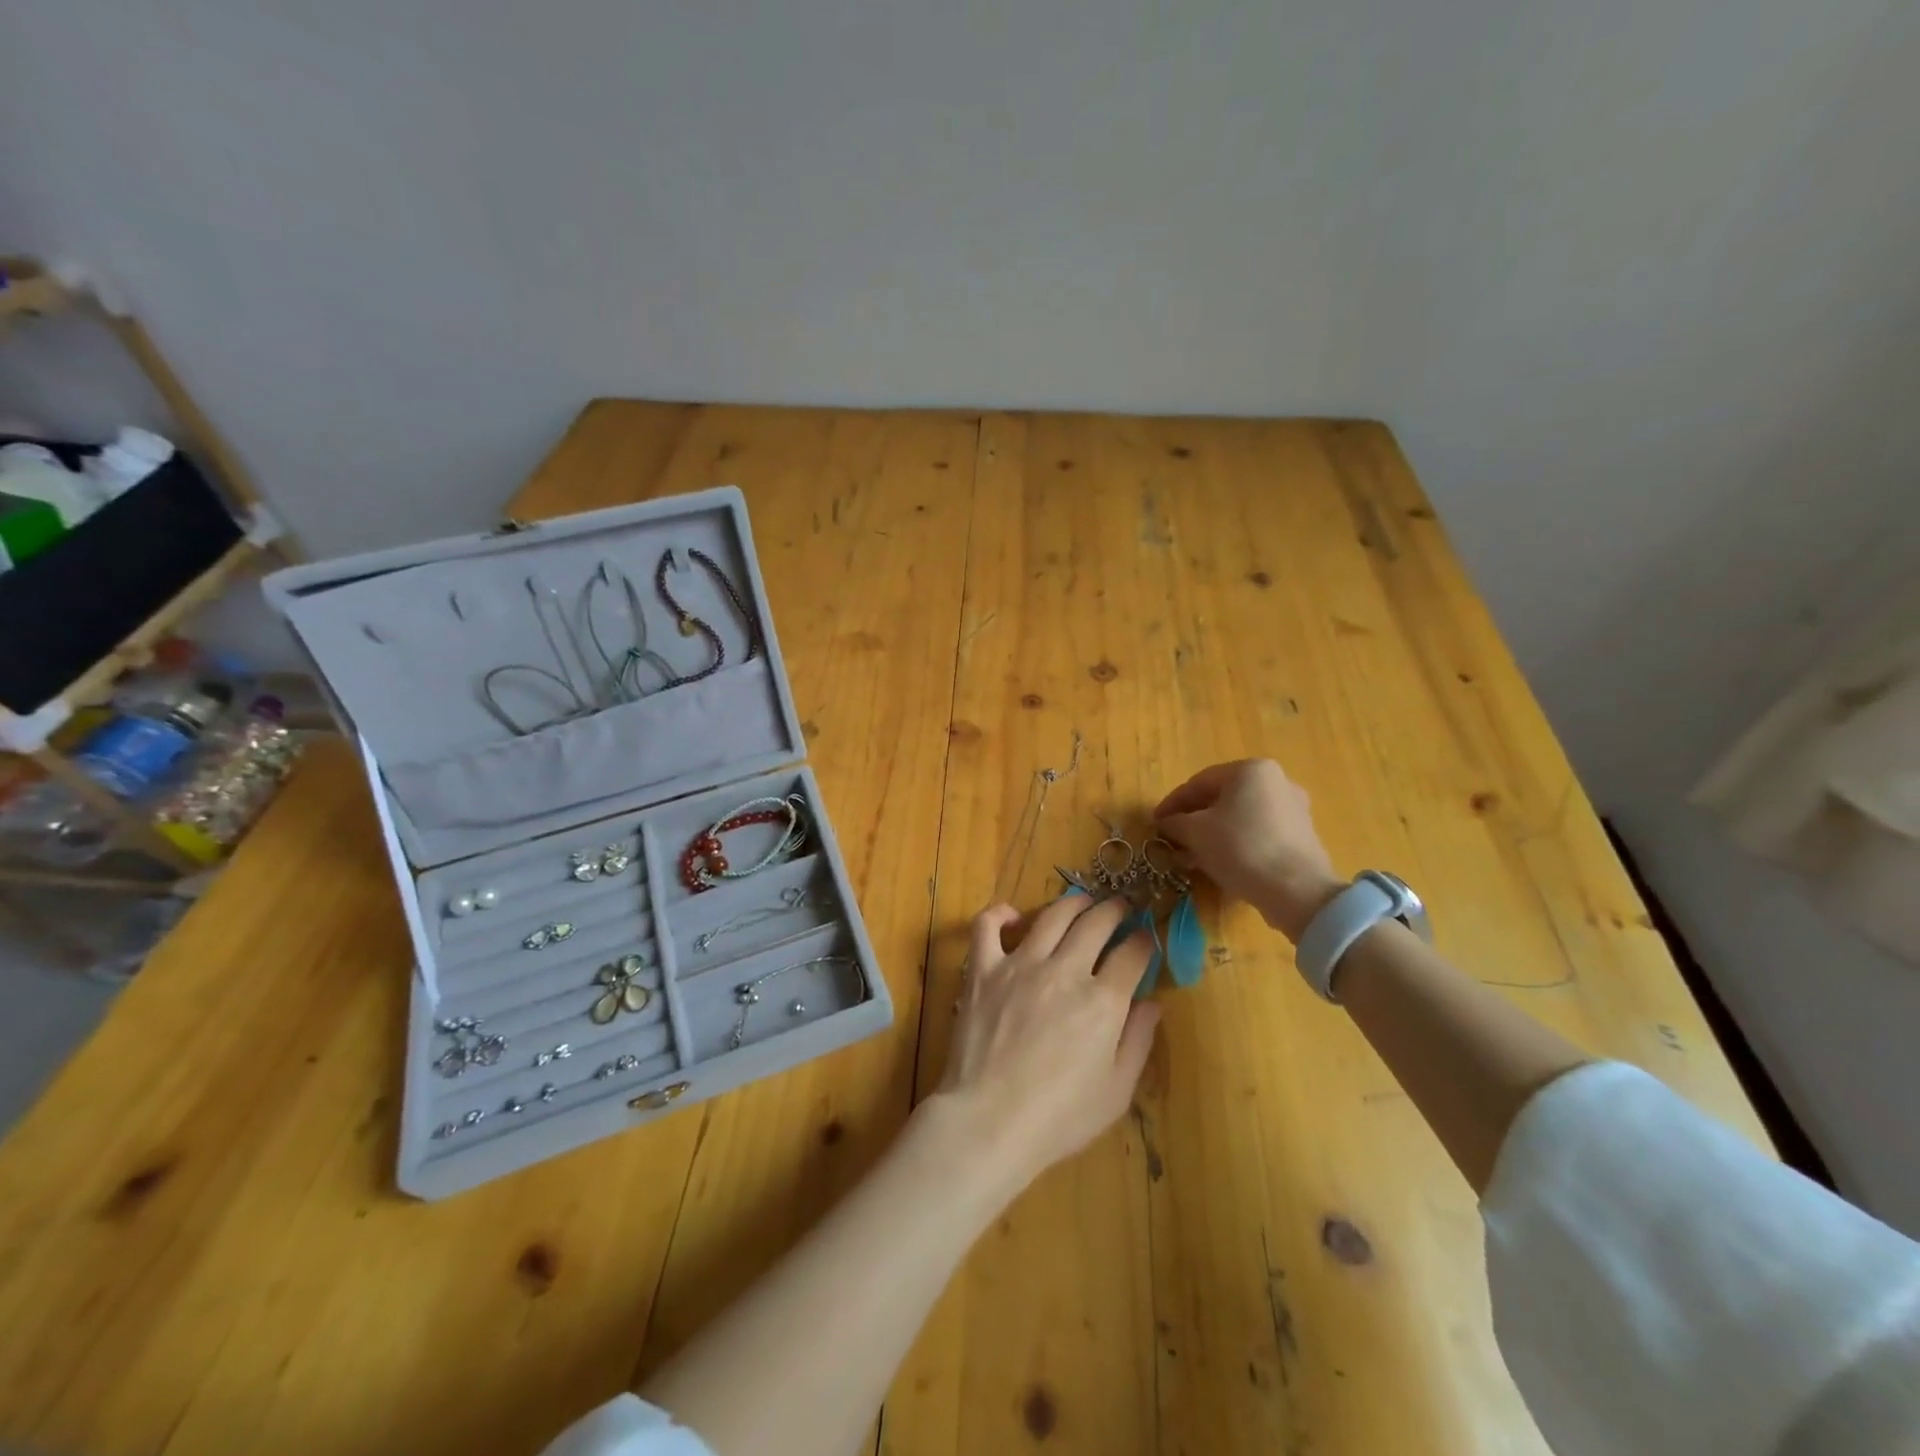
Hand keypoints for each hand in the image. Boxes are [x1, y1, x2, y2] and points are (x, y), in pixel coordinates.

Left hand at [930, 894, 1160, 1199]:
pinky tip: (1012, 916)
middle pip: (1095, 923)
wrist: (989, 1121)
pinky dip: (999, 914)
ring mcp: (1020, 965)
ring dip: (1072, 903)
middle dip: (1114, 910)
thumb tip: (1152, 1003)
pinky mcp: (983, 970)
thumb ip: (1138, 1042)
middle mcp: (1065, 971)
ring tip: (1082, 901)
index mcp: (1103, 1002)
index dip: (1143, 941)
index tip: (1145, 937)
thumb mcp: (1116, 1091)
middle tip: (1120, 906)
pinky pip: (987, 926)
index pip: (1132, 954)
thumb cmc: (1059, 1117)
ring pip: (1051, 916)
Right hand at [1154, 759, 1343, 940]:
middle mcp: (1276, 781)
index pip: (1199, 782)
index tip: (1155, 822)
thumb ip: (1175, 822)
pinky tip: (1219, 863)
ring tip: (1192, 856)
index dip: (1172, 803)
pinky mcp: (1301, 836)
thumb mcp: (1196, 832)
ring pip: (1239, 817)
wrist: (1297, 891)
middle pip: (1221, 798)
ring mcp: (1293, 808)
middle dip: (1193, 819)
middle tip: (1173, 839)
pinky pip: (1258, 832)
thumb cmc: (1241, 848)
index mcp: (1250, 770)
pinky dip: (1235, 843)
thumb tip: (1165, 823)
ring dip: (1212, 833)